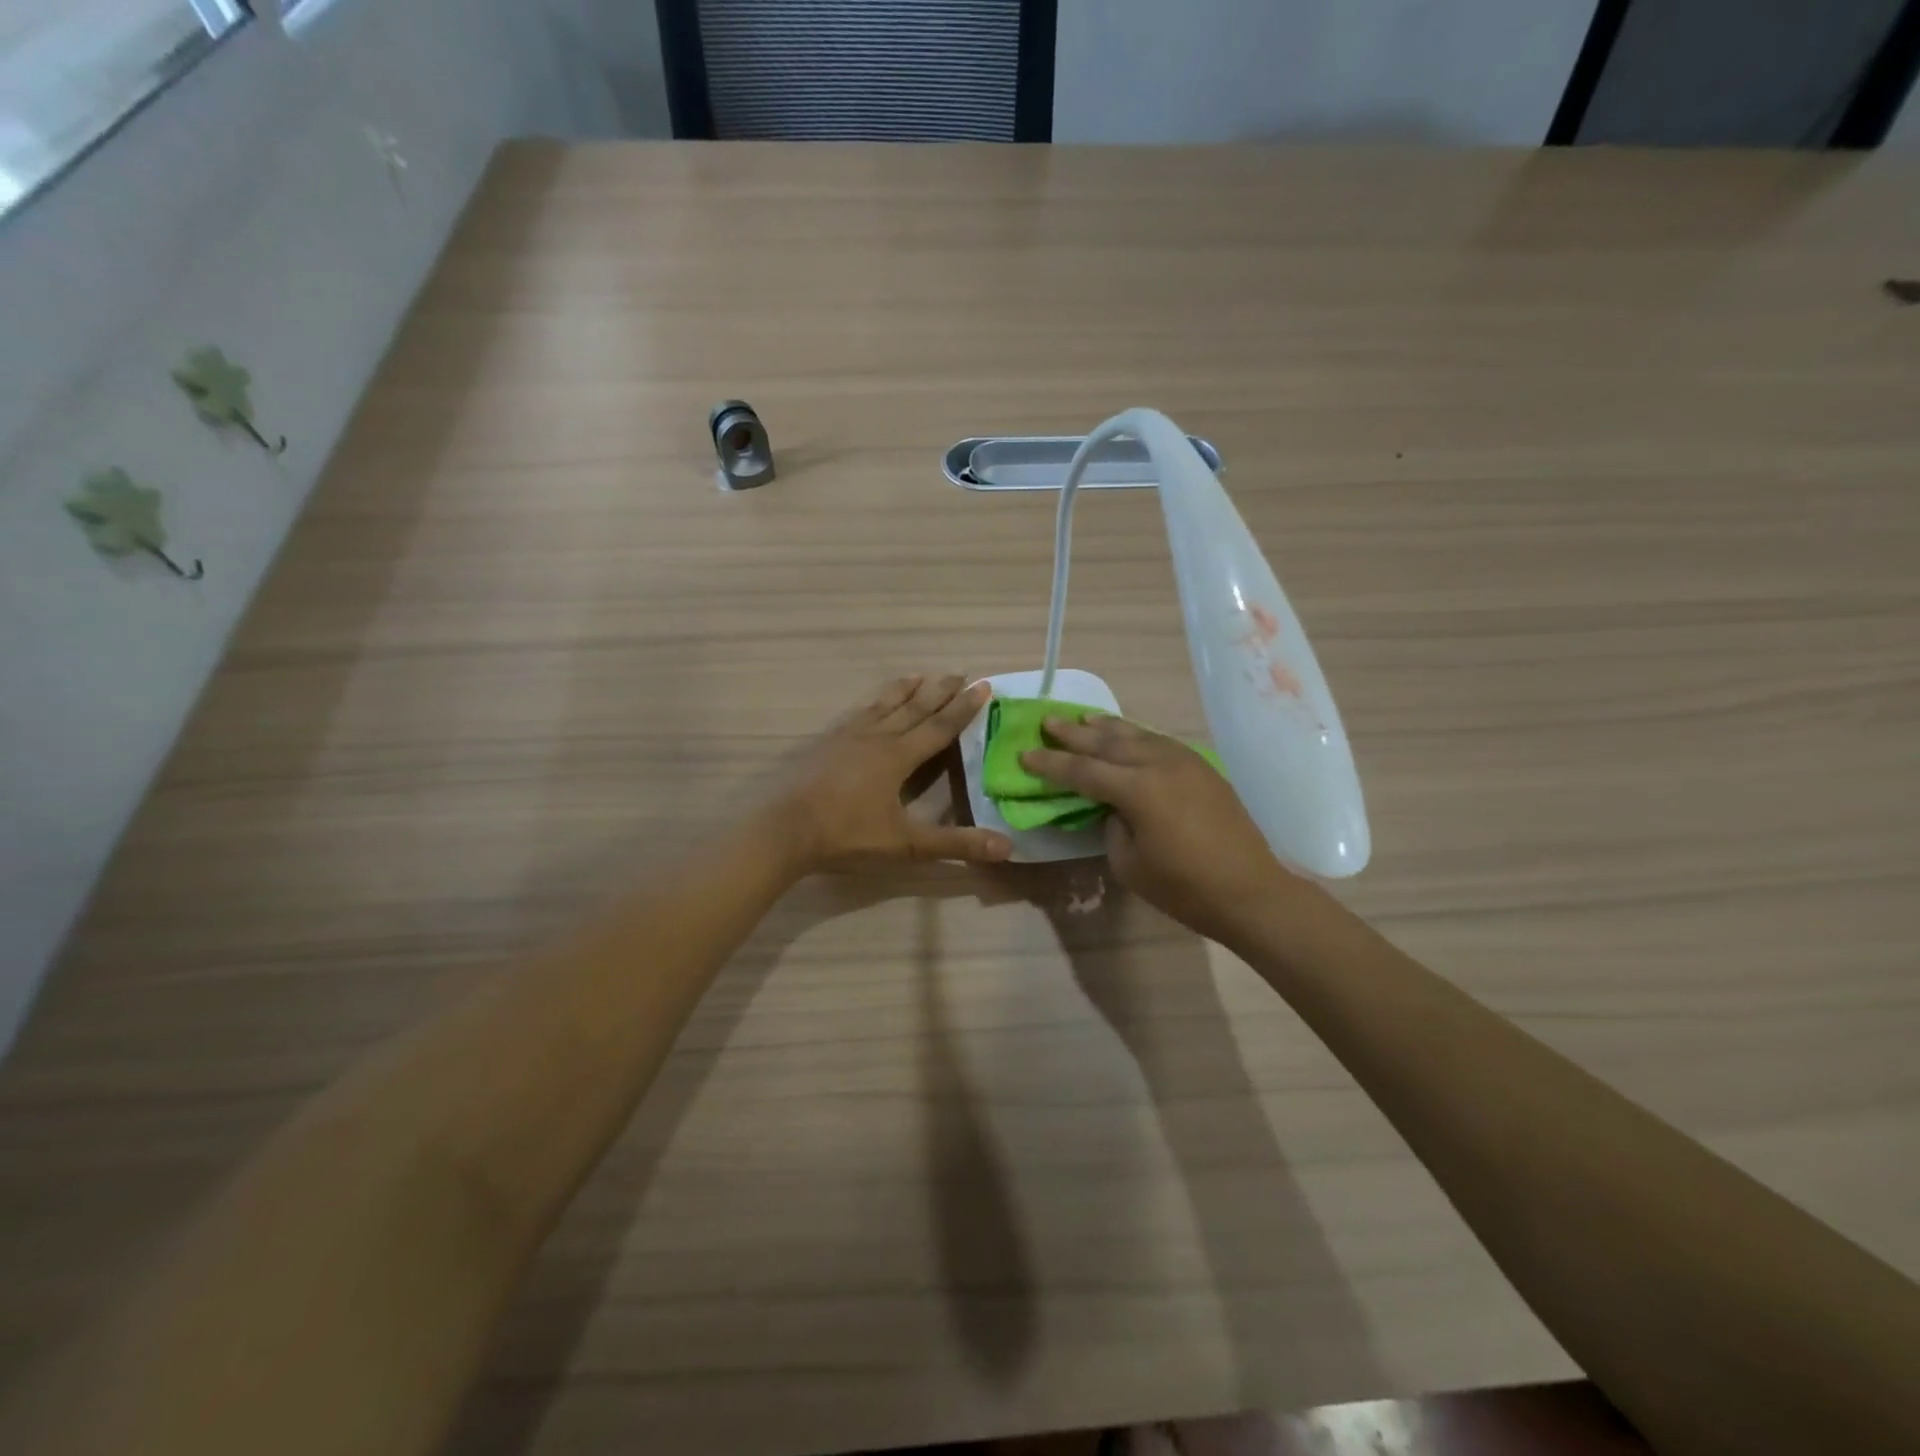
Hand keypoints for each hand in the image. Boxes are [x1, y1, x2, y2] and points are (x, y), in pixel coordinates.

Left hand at [773, 675, 1012, 873]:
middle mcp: (877, 738)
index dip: (963, 708)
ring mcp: (849, 737)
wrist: (786, 829)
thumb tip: (1006, 848)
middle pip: (914, 708)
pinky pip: (858, 713)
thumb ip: (954, 844)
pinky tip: (871, 704)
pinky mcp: (827, 743)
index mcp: (898, 757)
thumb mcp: (906, 844)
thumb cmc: (848, 834)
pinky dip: (873, 702)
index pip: (939, 727)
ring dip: (905, 690)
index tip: (983, 685)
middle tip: (960, 672)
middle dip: (940, 691)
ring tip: (919, 675)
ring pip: (884, 705)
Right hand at [1022, 715, 1287, 943]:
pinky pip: (1158, 741)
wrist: (1251, 891)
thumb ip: (1111, 825)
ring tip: (1083, 719)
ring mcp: (1184, 761)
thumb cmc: (1184, 887)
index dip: (1050, 763)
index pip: (1082, 770)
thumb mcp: (1129, 863)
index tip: (1025, 754)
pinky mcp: (1201, 767)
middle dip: (1074, 733)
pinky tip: (1126, 735)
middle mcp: (1159, 764)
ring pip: (1136, 735)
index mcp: (1138, 789)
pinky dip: (1135, 735)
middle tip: (1048, 721)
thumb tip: (1112, 806)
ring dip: (1106, 727)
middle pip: (1107, 742)